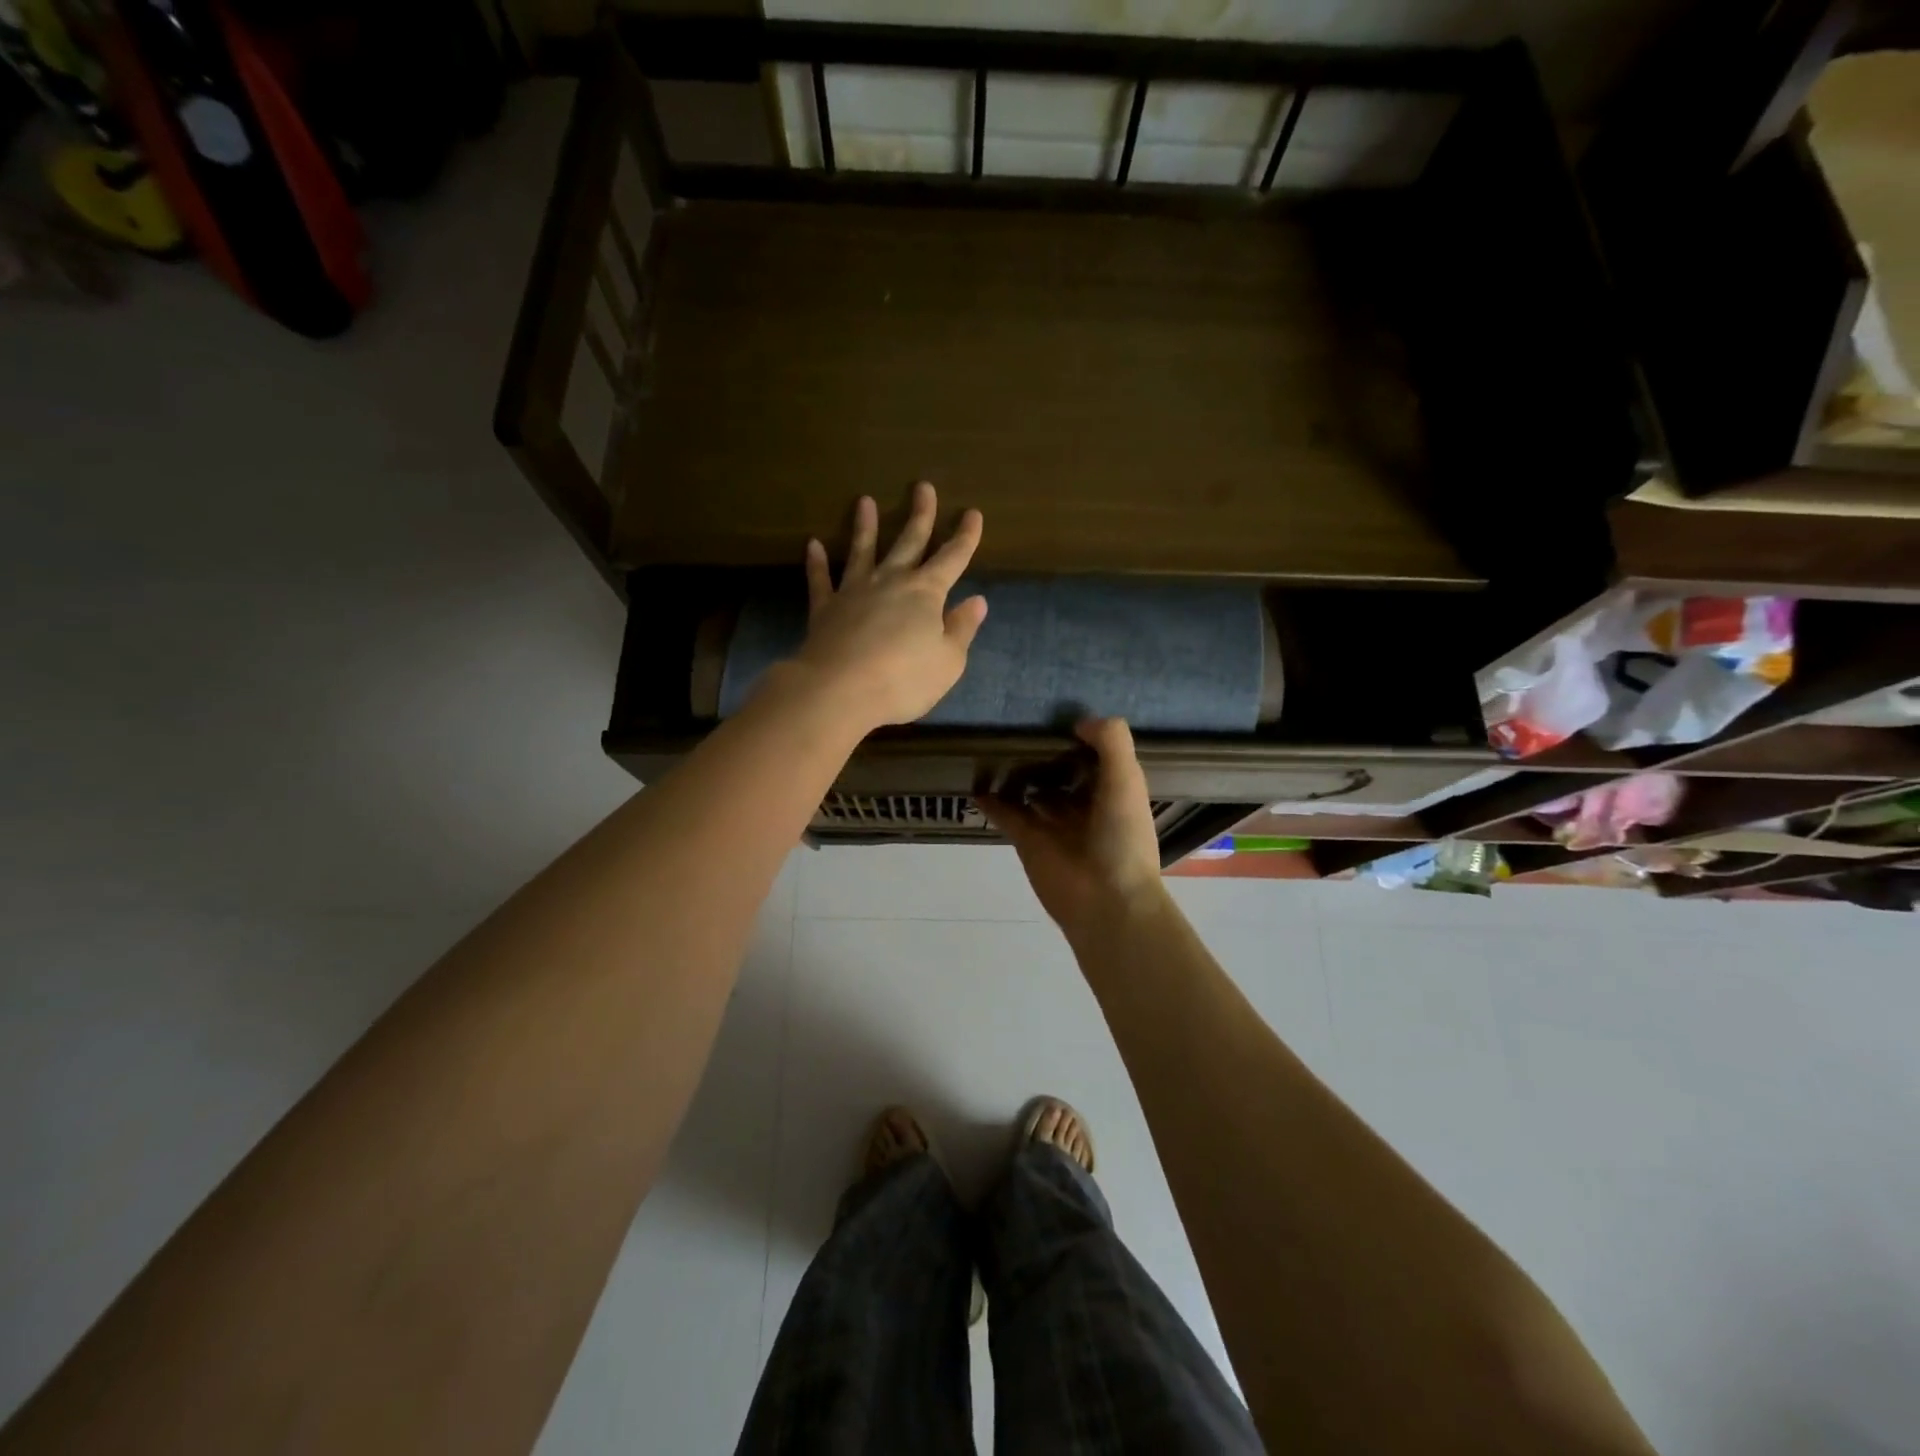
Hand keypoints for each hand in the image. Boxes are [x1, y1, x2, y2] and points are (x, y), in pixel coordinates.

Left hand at [791, 482, 986, 733]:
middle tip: (923, 487)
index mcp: (926, 593)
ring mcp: (854, 592)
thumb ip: (961, 629)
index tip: (973, 513)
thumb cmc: (904, 679)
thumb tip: (977, 601)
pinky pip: (820, 580)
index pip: (952, 558)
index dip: (965, 537)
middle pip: (909, 542)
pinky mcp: (825, 609)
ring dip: (865, 526)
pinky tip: (813, 544)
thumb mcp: (948, 661)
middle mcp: (891, 582)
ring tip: (864, 501)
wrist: (840, 690)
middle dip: (920, 515)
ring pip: (862, 551)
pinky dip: (816, 562)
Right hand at [979, 717, 1167, 935]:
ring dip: (1017, 775)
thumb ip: (1111, 742)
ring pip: (1031, 792)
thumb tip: (1079, 721)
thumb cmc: (1122, 837)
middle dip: (1044, 754)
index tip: (1056, 713)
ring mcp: (1052, 824)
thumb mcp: (1126, 779)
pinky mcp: (1027, 841)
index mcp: (1112, 791)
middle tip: (1017, 724)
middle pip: (1060, 773)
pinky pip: (1005, 815)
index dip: (1079, 737)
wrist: (1106, 901)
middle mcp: (1083, 805)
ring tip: (994, 746)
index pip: (1095, 757)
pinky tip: (976, 783)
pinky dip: (991, 802)